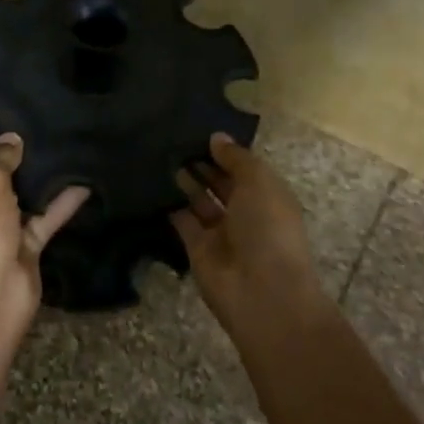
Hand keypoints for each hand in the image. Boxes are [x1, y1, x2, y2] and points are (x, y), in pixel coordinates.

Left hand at [0, 131, 89, 339]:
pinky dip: (59, 204)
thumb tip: (10, 140)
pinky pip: (41, 218)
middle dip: (11, 150)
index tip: (5, 114)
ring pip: (18, 194)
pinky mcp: (22, 245)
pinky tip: (83, 184)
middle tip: (40, 123)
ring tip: (63, 144)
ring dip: (37, 176)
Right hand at [172, 134, 328, 336]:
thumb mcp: (258, 182)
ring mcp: (221, 233)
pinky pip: (182, 222)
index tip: (200, 131)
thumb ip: (236, 158)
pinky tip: (154, 184)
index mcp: (269, 196)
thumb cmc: (268, 229)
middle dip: (204, 164)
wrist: (261, 292)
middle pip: (222, 184)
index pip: (246, 168)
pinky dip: (170, 206)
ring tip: (164, 156)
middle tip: (176, 141)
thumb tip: (216, 138)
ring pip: (201, 201)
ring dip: (186, 181)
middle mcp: (247, 213)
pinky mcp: (197, 249)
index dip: (226, 152)